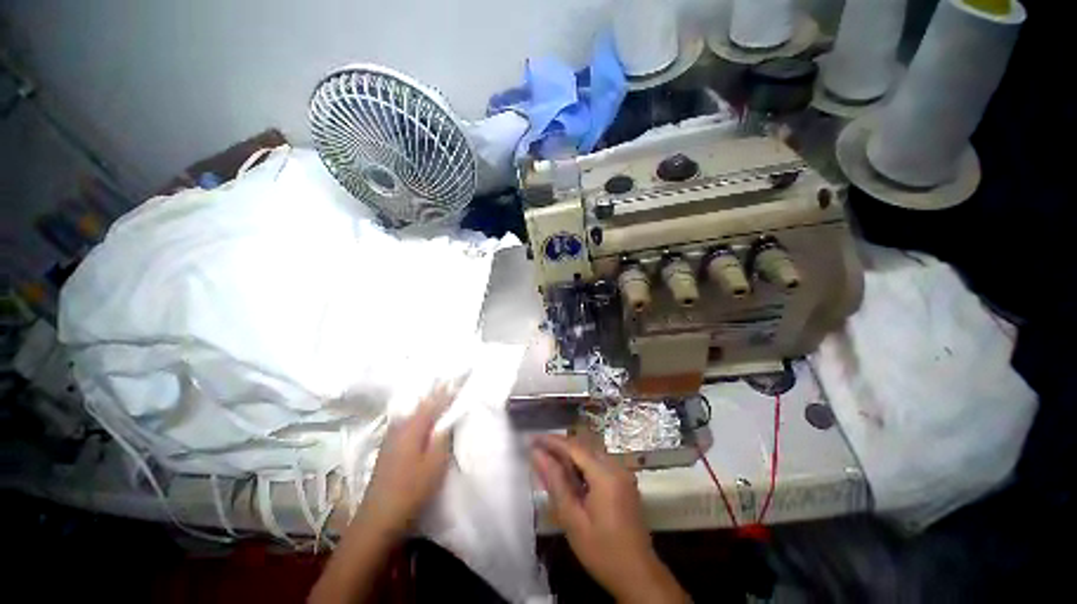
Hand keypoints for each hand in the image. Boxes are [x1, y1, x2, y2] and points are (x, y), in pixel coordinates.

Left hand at [357, 384, 455, 538]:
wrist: (378, 518)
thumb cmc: (411, 489)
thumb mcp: (435, 462)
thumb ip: (442, 435)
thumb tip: (449, 415)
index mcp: (412, 426)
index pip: (434, 401)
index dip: (448, 389)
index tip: (460, 377)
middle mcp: (399, 426)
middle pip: (422, 403)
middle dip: (437, 392)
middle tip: (452, 382)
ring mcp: (391, 436)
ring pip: (413, 412)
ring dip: (427, 403)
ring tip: (441, 394)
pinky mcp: (389, 447)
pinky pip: (407, 421)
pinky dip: (419, 415)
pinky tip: (423, 417)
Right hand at [531, 434, 688, 603]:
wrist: (638, 575)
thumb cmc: (602, 551)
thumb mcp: (572, 519)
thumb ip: (555, 482)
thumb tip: (537, 455)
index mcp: (605, 475)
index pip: (574, 447)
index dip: (552, 441)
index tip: (532, 439)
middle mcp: (616, 467)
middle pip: (584, 445)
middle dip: (560, 445)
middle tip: (538, 450)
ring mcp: (623, 473)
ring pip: (592, 452)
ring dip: (571, 453)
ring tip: (549, 460)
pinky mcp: (624, 481)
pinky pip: (600, 462)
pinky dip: (582, 463)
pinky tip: (570, 474)